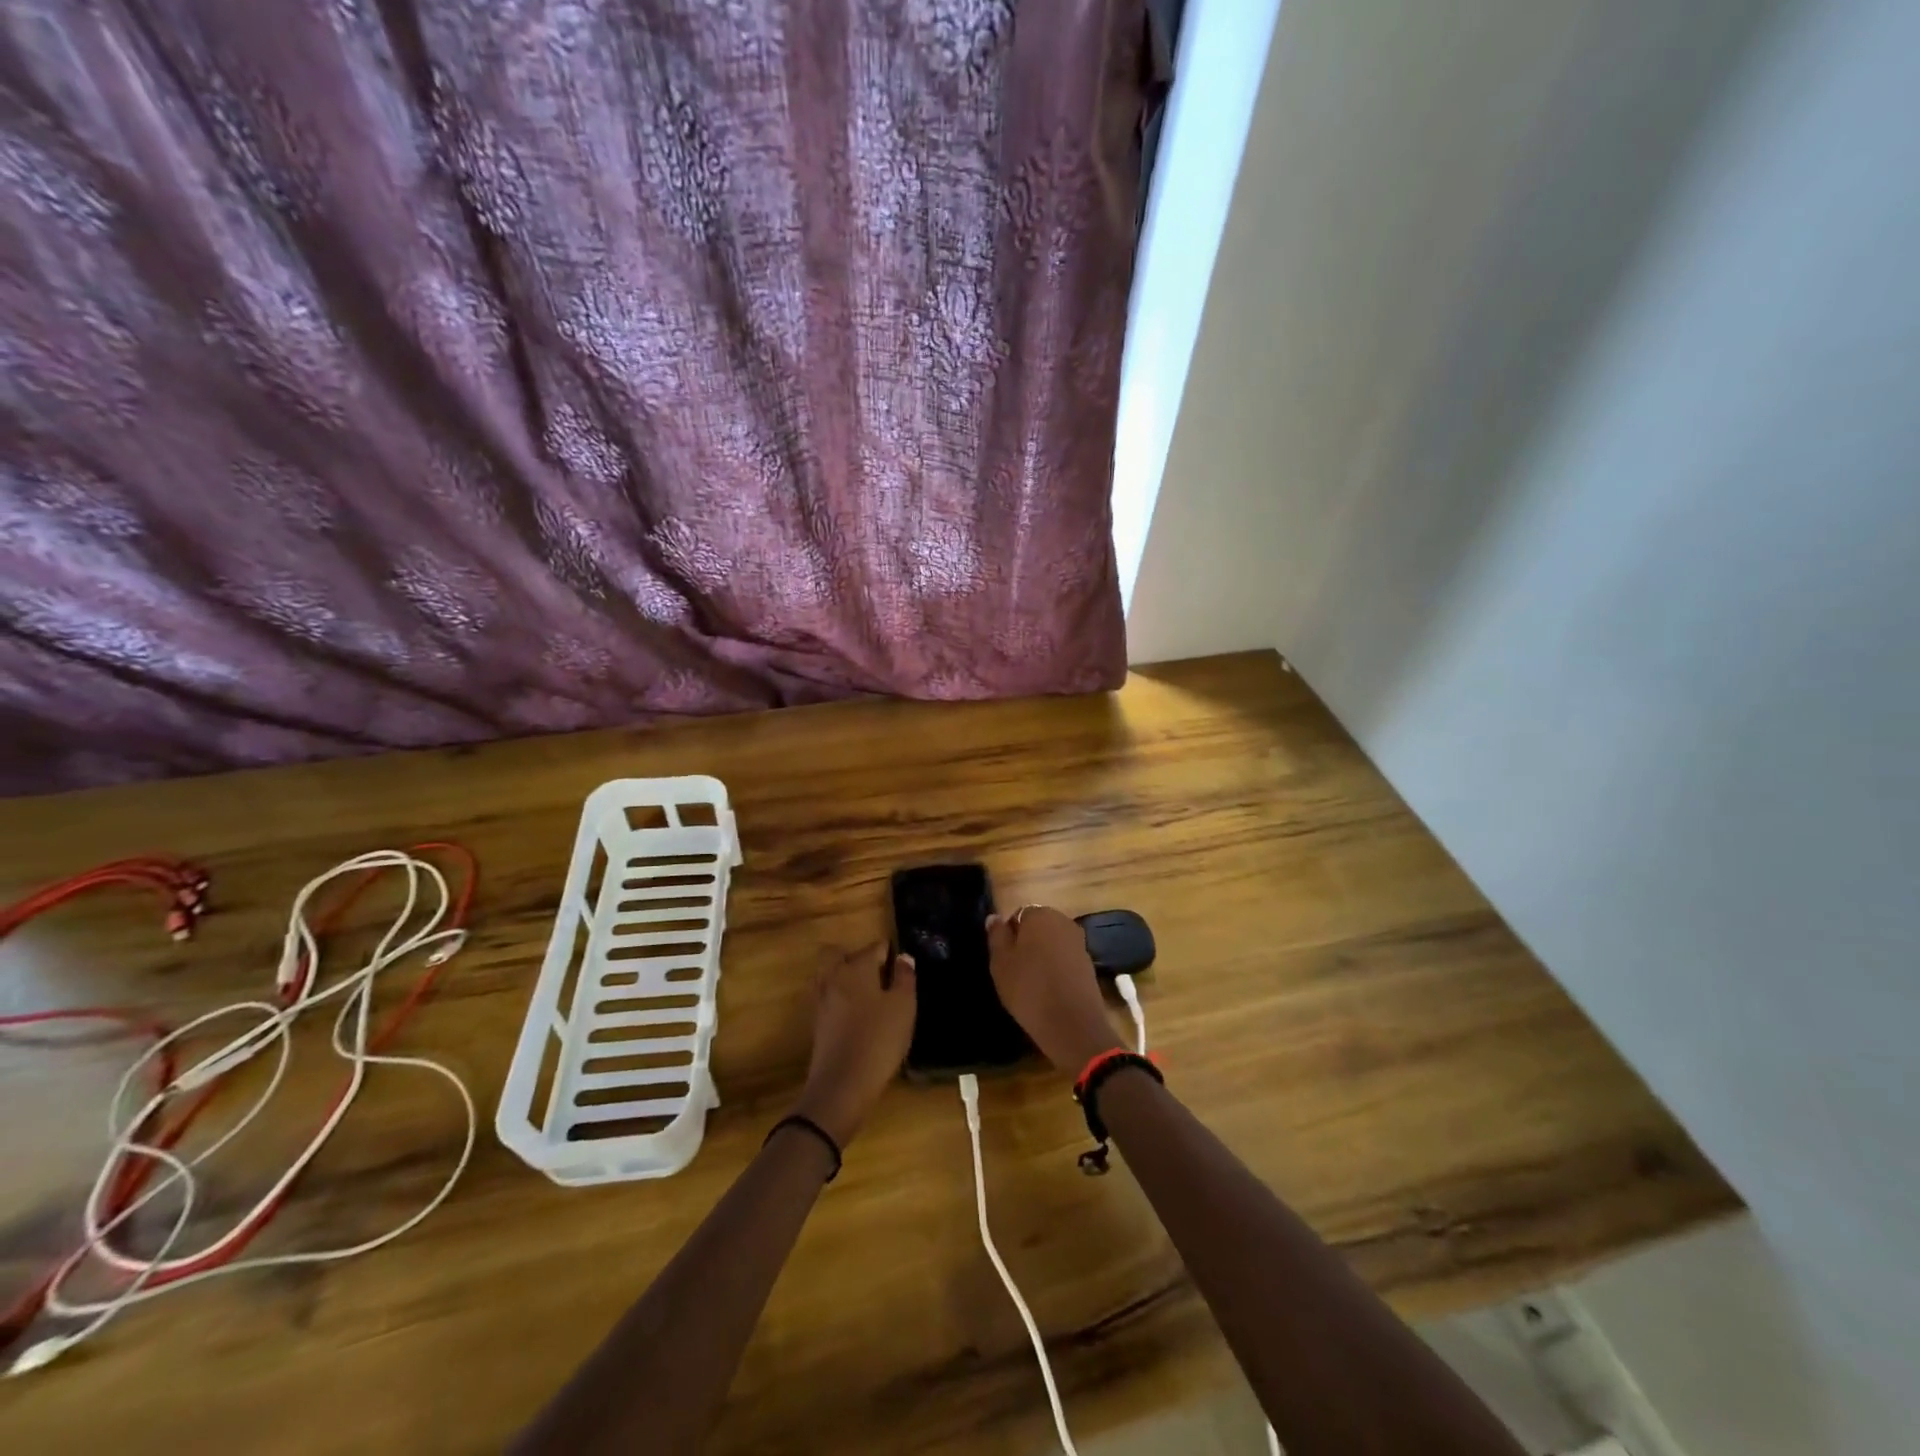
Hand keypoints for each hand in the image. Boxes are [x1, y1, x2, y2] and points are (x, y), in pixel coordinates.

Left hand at [791, 942, 915, 1145]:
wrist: (841, 1085)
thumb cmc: (879, 1040)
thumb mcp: (903, 1007)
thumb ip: (905, 978)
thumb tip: (903, 957)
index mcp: (857, 967)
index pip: (875, 947)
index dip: (891, 953)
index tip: (903, 967)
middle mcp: (834, 977)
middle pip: (837, 953)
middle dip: (856, 956)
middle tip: (878, 973)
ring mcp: (822, 1000)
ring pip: (829, 974)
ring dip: (845, 976)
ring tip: (869, 994)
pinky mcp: (817, 1023)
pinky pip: (828, 997)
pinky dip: (840, 998)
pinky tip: (857, 1015)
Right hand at [986, 906, 1123, 1071]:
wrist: (1072, 1024)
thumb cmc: (1029, 988)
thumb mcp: (1001, 962)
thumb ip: (997, 935)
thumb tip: (995, 917)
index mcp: (1040, 914)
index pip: (1018, 915)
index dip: (1008, 936)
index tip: (1003, 958)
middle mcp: (1063, 921)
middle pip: (1038, 928)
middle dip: (1027, 944)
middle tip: (1014, 970)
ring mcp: (1079, 943)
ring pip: (1052, 944)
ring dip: (1042, 957)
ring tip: (1031, 983)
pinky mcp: (1089, 964)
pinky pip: (1065, 960)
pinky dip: (1057, 970)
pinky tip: (1049, 991)